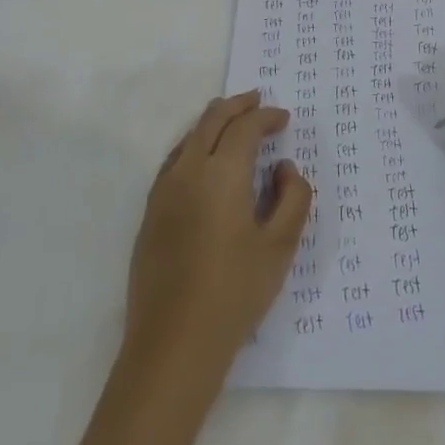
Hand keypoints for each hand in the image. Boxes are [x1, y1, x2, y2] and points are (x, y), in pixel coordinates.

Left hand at [124, 90, 313, 380]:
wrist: (173, 343)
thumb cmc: (235, 292)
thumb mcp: (280, 246)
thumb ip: (293, 198)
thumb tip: (283, 168)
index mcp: (221, 173)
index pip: (245, 127)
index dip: (266, 116)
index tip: (284, 119)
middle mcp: (188, 171)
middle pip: (211, 120)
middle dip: (237, 106)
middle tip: (257, 101)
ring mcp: (163, 191)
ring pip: (189, 137)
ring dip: (213, 122)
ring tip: (233, 123)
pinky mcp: (151, 213)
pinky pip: (174, 160)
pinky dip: (194, 145)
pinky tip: (204, 161)